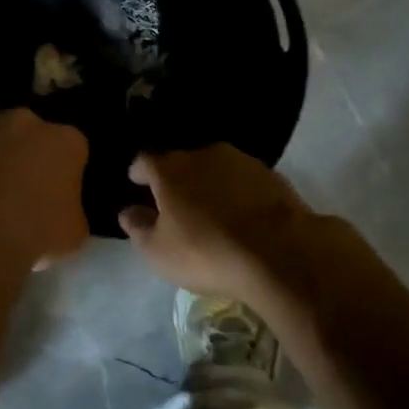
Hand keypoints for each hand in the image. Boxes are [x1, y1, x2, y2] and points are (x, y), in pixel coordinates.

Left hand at [0, 110, 89, 268]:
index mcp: (65, 140)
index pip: (73, 148)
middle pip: (31, 133)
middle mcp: (26, 121)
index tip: (58, 193)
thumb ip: (71, 210)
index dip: (65, 171)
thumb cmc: (33, 232)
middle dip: (28, 153)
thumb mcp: (73, 233)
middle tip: (22, 188)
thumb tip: (61, 210)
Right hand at [119, 144, 315, 307]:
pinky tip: (242, 214)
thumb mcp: (159, 253)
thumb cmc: (207, 252)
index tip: (137, 184)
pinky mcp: (271, 175)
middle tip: (175, 203)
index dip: (139, 173)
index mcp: (169, 170)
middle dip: (175, 179)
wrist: (281, 253)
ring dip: (208, 183)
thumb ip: (138, 228)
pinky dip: (237, 192)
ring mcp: (240, 161)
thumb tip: (128, 211)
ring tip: (211, 209)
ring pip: (214, 168)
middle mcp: (202, 155)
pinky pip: (243, 180)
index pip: (144, 161)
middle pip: (180, 163)